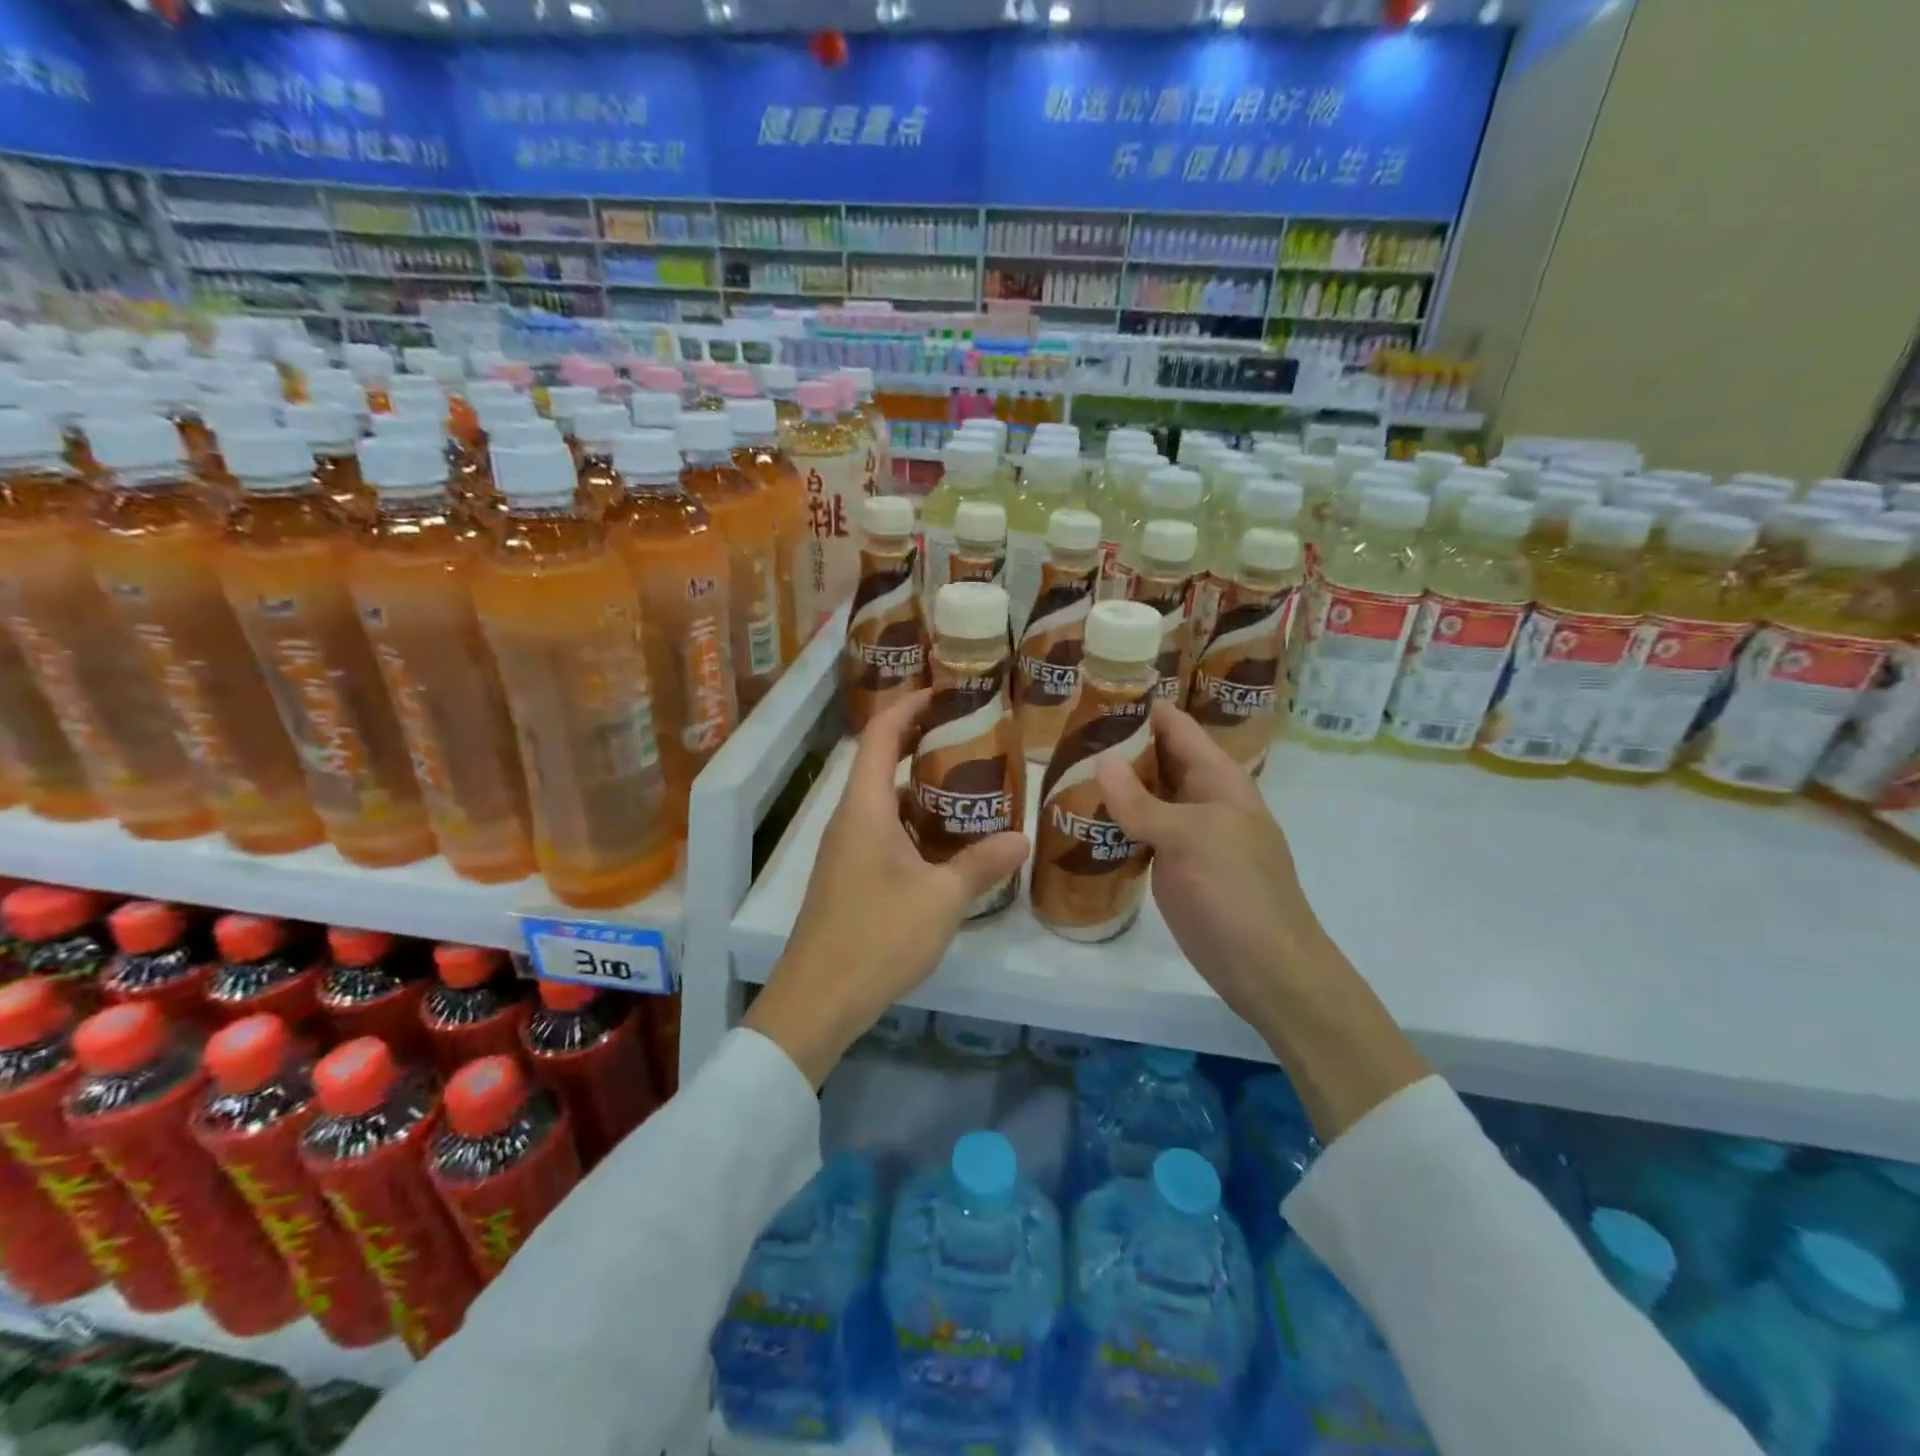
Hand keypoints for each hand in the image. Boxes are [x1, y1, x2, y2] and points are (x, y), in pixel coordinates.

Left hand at [745, 691, 1029, 1086]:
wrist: (817, 1000)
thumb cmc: (877, 936)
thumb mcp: (941, 899)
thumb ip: (982, 864)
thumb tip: (1022, 839)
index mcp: (864, 807)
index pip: (879, 734)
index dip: (908, 707)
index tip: (943, 693)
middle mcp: (849, 819)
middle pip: (880, 763)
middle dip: (921, 745)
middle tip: (971, 740)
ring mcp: (845, 850)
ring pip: (884, 802)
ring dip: (920, 790)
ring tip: (969, 789)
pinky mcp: (848, 878)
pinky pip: (883, 833)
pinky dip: (913, 825)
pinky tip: (947, 846)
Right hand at [1095, 703, 1427, 1138]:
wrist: (1267, 968)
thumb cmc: (1237, 892)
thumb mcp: (1190, 838)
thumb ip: (1142, 802)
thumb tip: (1100, 759)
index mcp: (1219, 779)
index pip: (1177, 727)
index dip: (1143, 706)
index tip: (1096, 689)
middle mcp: (1202, 799)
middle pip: (1158, 759)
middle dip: (1119, 744)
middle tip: (1064, 731)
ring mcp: (1187, 835)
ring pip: (1145, 797)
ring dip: (1112, 784)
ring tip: (1061, 767)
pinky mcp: (1172, 867)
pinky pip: (1139, 833)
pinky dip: (1113, 822)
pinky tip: (1078, 818)